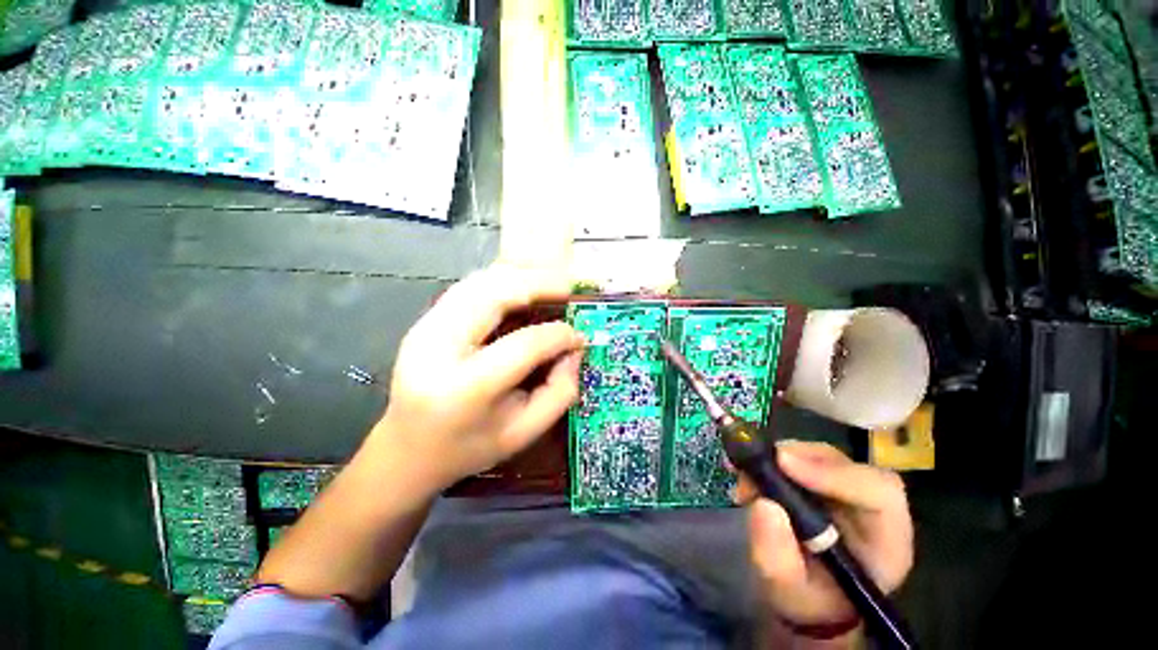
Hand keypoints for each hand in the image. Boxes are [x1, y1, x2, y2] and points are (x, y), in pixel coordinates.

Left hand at [371, 264, 584, 490]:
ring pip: (480, 282)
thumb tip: (575, 348)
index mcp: (463, 389)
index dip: (558, 335)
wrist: (407, 449)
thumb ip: (560, 391)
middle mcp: (437, 348)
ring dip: (521, 277)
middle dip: (539, 284)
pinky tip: (523, 289)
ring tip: (551, 284)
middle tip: (571, 288)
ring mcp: (424, 328)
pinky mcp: (424, 321)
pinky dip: (502, 281)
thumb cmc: (468, 448)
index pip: (523, 345)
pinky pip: (469, 287)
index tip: (579, 336)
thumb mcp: (524, 432)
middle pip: (494, 295)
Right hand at [737, 441, 913, 628]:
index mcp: (886, 539)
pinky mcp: (819, 479)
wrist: (806, 596)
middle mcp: (870, 505)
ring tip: (745, 480)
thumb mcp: (789, 592)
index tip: (783, 464)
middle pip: (842, 463)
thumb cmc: (807, 600)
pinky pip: (797, 457)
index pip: (878, 492)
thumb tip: (763, 505)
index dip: (833, 473)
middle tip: (752, 469)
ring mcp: (844, 488)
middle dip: (794, 459)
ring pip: (816, 455)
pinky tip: (748, 474)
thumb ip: (778, 559)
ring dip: (775, 459)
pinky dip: (769, 460)